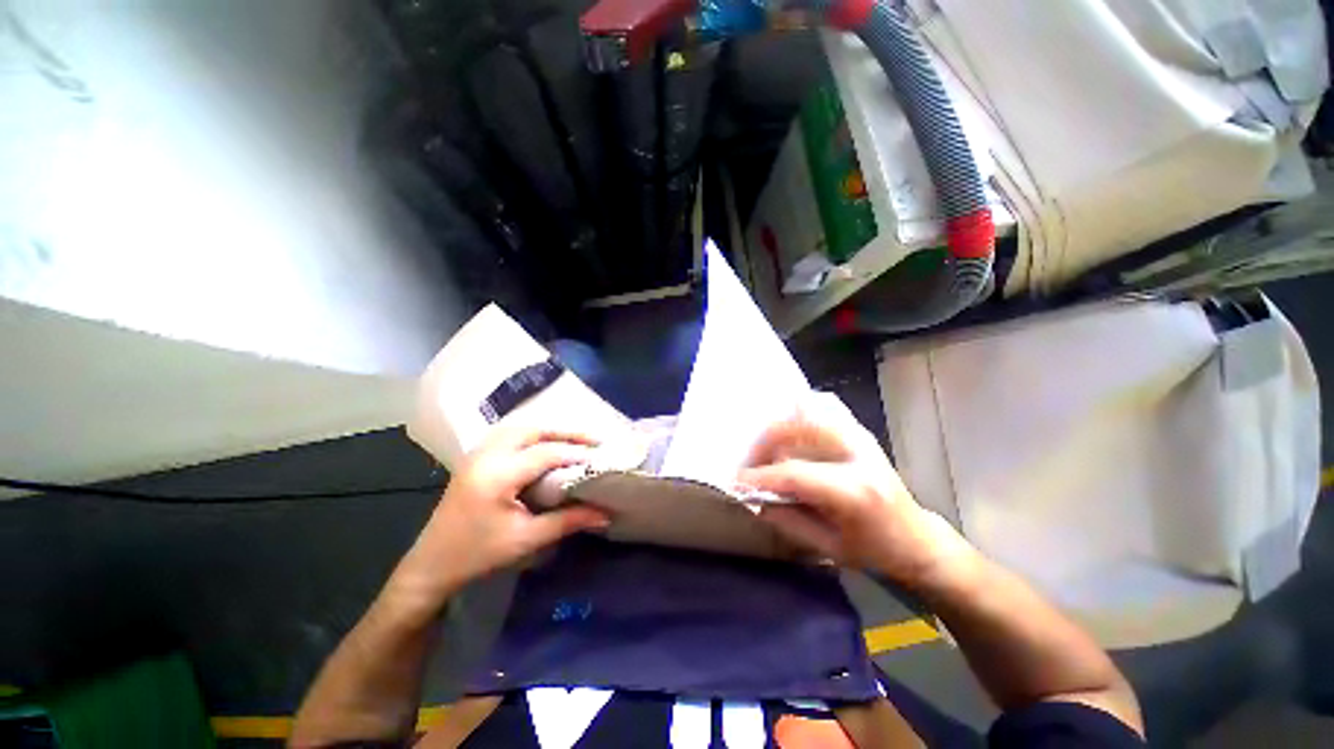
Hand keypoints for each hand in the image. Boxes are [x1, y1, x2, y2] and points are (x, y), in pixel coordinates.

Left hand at [388, 425, 610, 613]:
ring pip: (519, 428)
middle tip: (592, 439)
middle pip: (532, 430)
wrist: (430, 566)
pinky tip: (543, 443)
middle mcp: (486, 456)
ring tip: (573, 439)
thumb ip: (568, 521)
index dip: (575, 453)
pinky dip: (531, 434)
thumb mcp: (526, 539)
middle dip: (565, 432)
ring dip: (548, 430)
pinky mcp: (474, 458)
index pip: (545, 453)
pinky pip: (507, 434)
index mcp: (497, 476)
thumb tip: (605, 513)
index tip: (601, 457)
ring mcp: (476, 454)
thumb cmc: (478, 555)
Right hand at [739, 393, 969, 586]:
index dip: (759, 476)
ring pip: (810, 409)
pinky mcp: (858, 430)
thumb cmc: (874, 550)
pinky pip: (823, 406)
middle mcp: (857, 454)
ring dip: (780, 425)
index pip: (794, 473)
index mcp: (854, 491)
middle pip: (798, 427)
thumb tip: (752, 497)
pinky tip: (787, 429)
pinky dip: (799, 412)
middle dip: (765, 442)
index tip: (736, 481)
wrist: (916, 537)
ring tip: (766, 447)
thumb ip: (786, 520)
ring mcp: (859, 436)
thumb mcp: (827, 547)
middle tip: (751, 462)